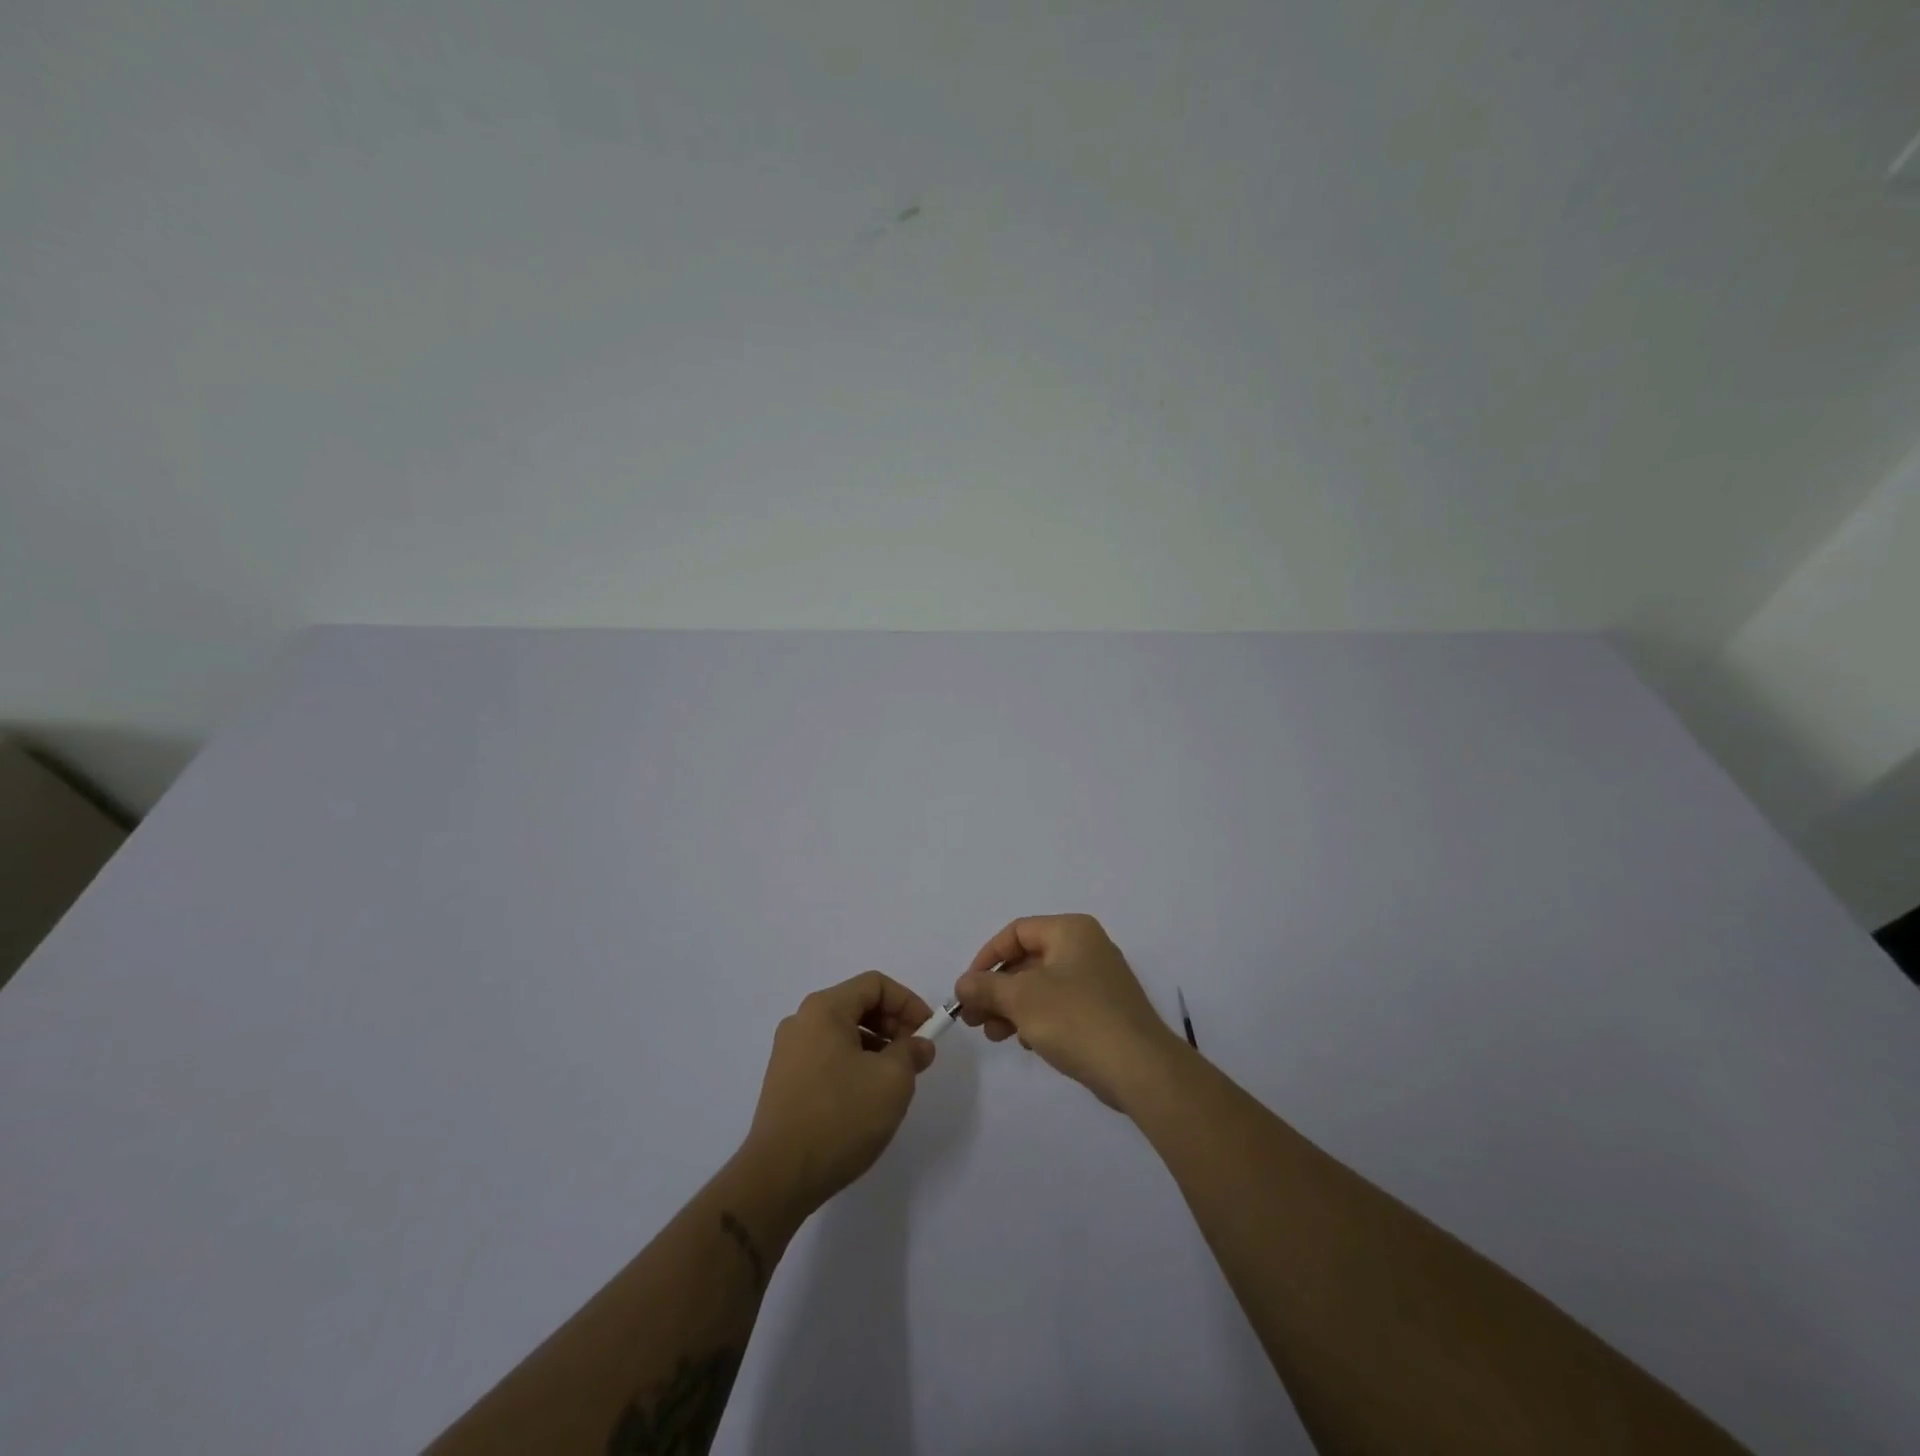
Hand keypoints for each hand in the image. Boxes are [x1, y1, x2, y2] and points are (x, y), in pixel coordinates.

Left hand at [742, 971, 937, 1214]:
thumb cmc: (840, 1117)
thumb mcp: (892, 1080)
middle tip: (916, 1056)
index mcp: (824, 1009)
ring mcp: (789, 1053)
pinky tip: (868, 1098)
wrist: (778, 1177)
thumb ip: (912, 1052)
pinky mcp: (785, 1082)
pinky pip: (828, 1057)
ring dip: (876, 1047)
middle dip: (893, 1025)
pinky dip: (855, 1064)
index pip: (875, 984)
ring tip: (896, 1080)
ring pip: (844, 1033)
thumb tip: (918, 1045)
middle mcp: (802, 1022)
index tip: (928, 1032)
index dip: (908, 1002)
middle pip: (857, 1005)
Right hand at [953, 914, 1184, 1109]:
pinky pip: (1060, 1006)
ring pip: (1042, 986)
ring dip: (1012, 1007)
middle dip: (996, 989)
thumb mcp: (1021, 999)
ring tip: (993, 1035)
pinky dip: (1037, 1019)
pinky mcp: (1103, 1011)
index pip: (1016, 931)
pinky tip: (1026, 1043)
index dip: (987, 957)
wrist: (1140, 1068)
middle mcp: (1086, 948)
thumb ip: (986, 987)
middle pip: (1028, 960)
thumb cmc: (1077, 1019)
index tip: (968, 988)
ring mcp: (1098, 980)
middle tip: (973, 1018)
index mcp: (1070, 931)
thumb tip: (962, 984)